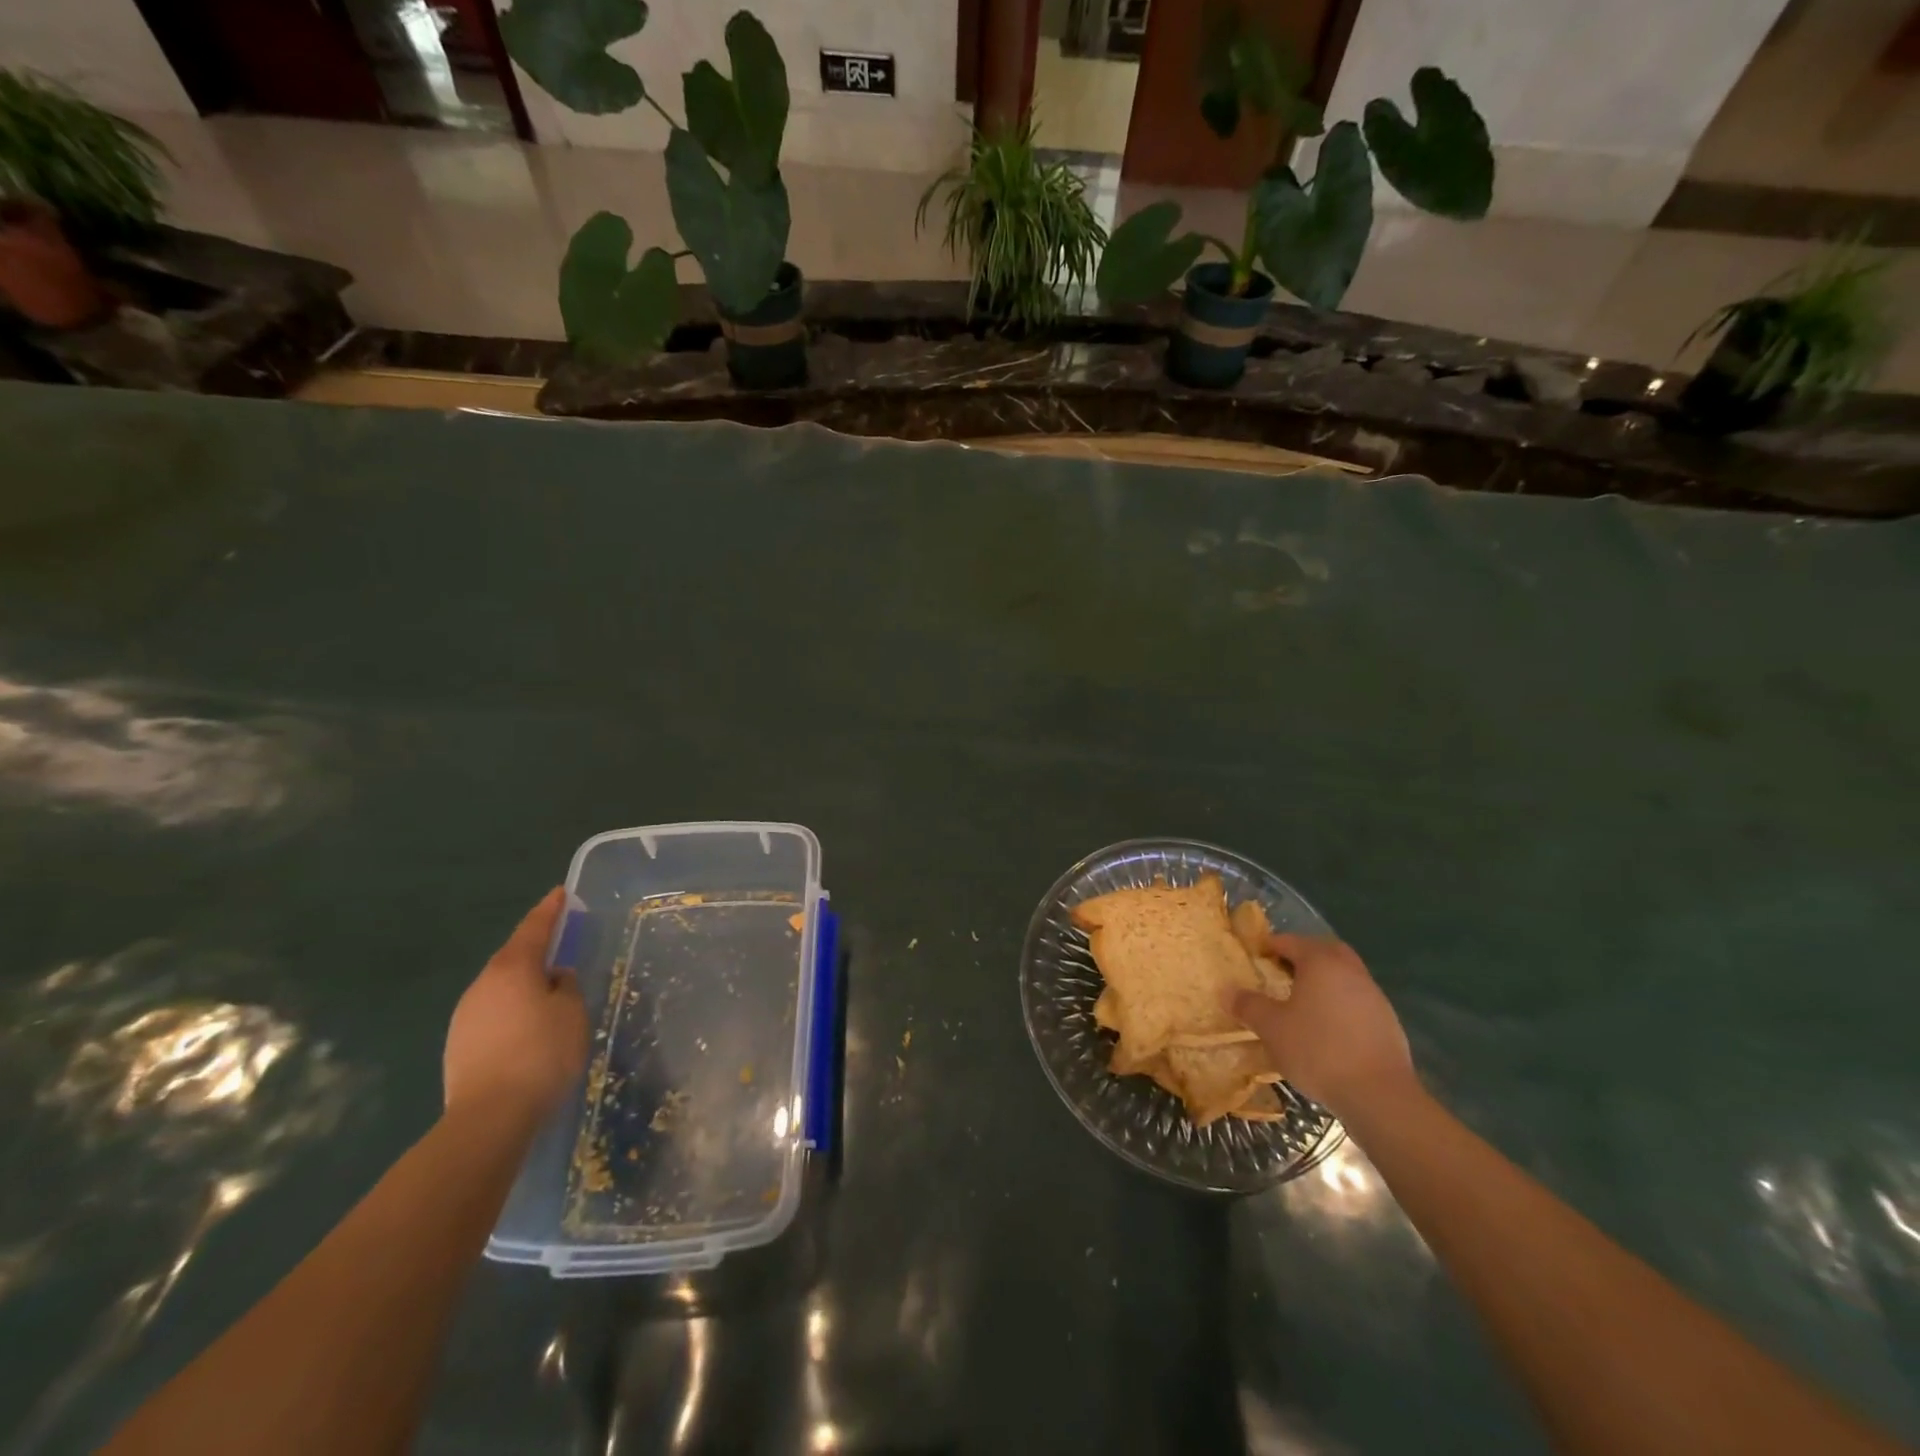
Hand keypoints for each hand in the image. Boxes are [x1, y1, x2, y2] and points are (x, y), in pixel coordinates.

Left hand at [444, 887, 588, 1125]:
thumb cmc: (541, 1054)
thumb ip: (566, 987)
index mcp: (513, 968)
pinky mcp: (459, 1044)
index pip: (534, 928)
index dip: (550, 910)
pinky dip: (512, 1010)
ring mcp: (465, 1015)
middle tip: (560, 944)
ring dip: (523, 983)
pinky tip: (527, 1026)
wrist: (488, 1117)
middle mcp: (483, 984)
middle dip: (535, 948)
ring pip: (501, 987)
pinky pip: (493, 1013)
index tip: (560, 893)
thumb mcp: (572, 1013)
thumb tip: (555, 978)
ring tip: (548, 991)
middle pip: (513, 957)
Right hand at [1228, 934, 1413, 1118]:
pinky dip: (1340, 1003)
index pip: (1291, 941)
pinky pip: (1357, 1000)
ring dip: (1324, 980)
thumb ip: (1249, 1005)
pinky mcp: (1388, 1022)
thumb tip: (1227, 990)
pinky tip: (1327, 1027)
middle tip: (1281, 970)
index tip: (1254, 956)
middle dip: (1303, 955)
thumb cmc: (1318, 1050)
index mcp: (1321, 962)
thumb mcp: (1272, 1028)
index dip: (1270, 946)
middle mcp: (1350, 971)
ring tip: (1302, 1001)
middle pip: (1324, 951)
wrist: (1379, 1095)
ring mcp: (1373, 996)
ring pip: (1344, 975)